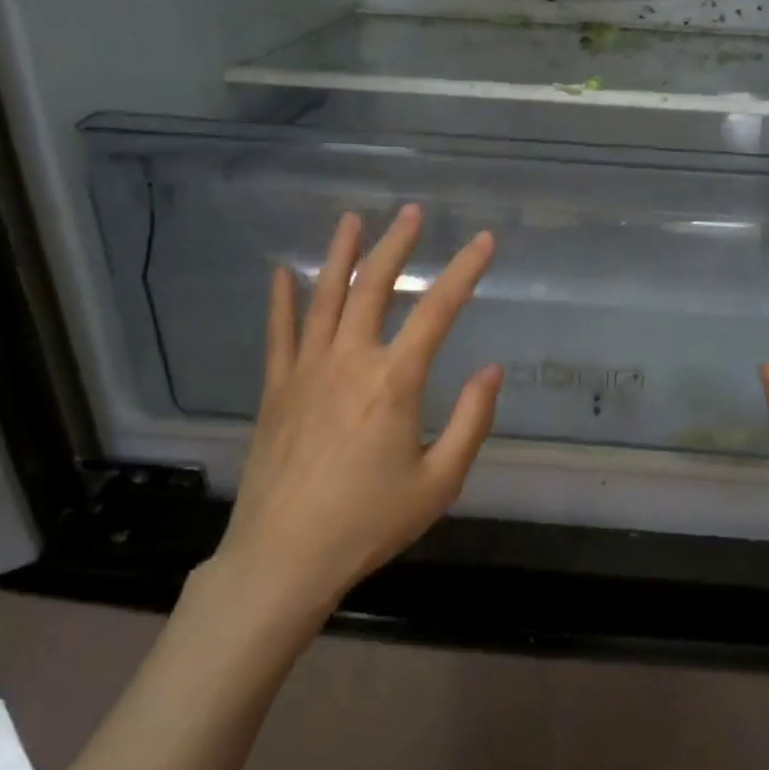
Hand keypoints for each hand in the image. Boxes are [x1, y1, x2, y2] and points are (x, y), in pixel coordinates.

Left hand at [211, 206, 501, 623]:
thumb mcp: (439, 482)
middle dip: (397, 245)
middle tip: (412, 213)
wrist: (284, 556)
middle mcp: (349, 361)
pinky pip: (280, 332)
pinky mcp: (276, 389)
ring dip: (341, 255)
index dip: (464, 271)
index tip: (484, 241)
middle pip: (374, 287)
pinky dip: (282, 299)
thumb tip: (492, 371)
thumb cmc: (369, 523)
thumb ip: (470, 421)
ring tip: (352, 219)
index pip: (437, 311)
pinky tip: (282, 273)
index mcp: (394, 382)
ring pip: (325, 297)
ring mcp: (305, 371)